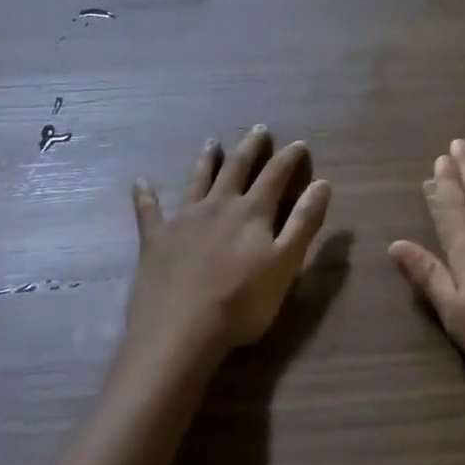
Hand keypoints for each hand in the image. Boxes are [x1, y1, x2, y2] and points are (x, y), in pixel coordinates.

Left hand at [122, 127, 332, 373]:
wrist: (180, 334)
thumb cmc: (242, 303)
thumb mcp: (286, 263)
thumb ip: (304, 222)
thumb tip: (323, 183)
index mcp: (253, 211)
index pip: (276, 175)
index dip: (289, 158)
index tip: (299, 143)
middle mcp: (219, 205)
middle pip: (237, 169)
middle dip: (250, 149)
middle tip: (259, 130)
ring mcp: (184, 220)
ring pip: (198, 180)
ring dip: (207, 160)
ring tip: (212, 142)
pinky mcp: (155, 240)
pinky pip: (148, 212)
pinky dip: (146, 196)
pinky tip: (141, 183)